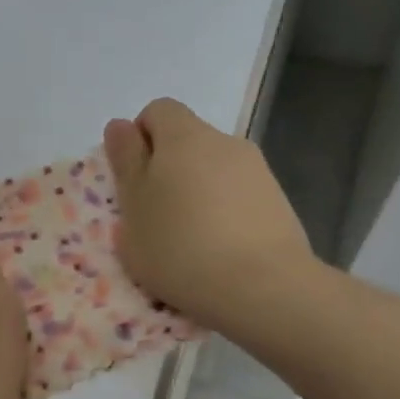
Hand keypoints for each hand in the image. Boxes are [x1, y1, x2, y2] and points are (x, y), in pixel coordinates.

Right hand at [103, 98, 315, 335]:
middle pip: (188, 141)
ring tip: (190, 240)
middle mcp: (224, 142)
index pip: (158, 111)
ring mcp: (257, 171)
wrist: (263, 288)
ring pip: (214, 170)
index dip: (140, 138)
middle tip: (155, 215)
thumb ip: (125, 162)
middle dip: (168, 169)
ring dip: (197, 192)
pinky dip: (224, 212)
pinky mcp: (278, 202)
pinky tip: (221, 250)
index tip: (133, 180)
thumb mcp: (133, 207)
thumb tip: (121, 125)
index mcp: (184, 137)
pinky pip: (239, 195)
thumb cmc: (180, 247)